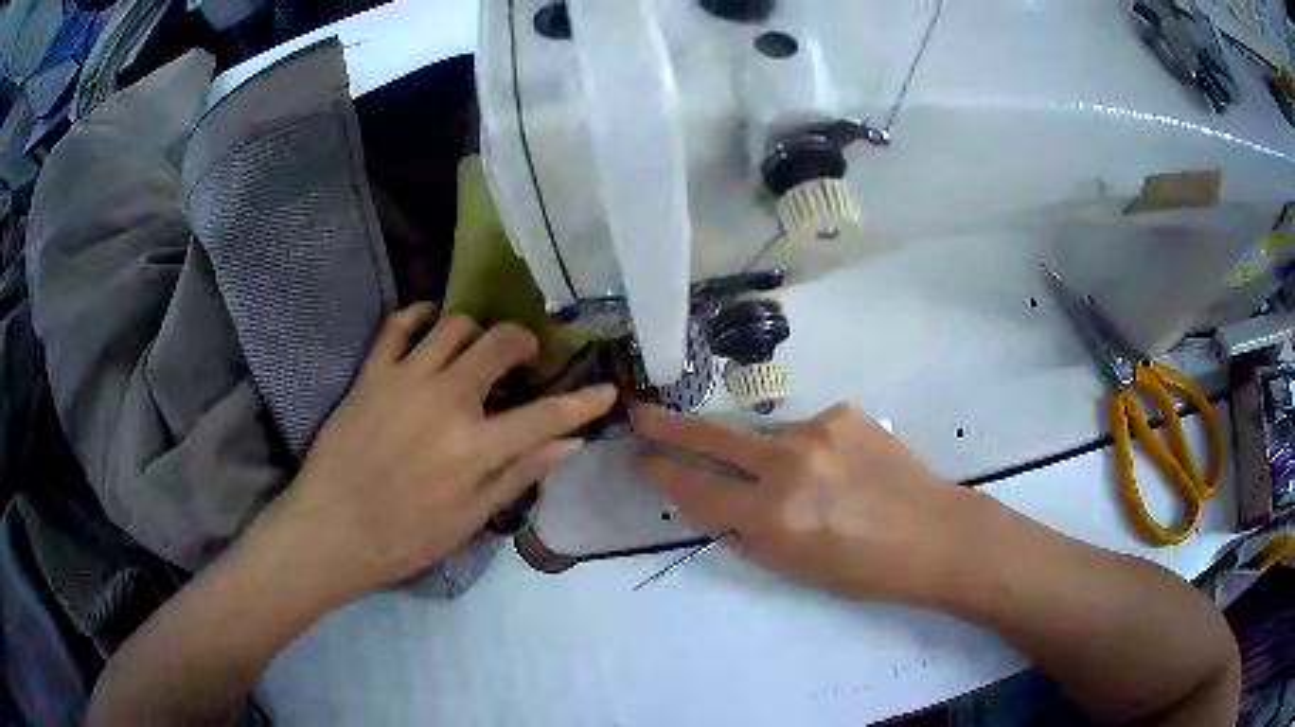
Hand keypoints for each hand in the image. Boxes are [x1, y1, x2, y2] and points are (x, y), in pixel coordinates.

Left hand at [271, 304, 615, 600]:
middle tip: (524, 364)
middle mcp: (445, 400)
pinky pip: (399, 323)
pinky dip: (422, 316)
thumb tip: (570, 445)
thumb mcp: (470, 520)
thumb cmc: (404, 538)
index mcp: (475, 447)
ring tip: (476, 355)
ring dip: (477, 333)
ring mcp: (404, 379)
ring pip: (455, 324)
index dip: (584, 402)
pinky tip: (432, 328)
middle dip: (525, 345)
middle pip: (501, 343)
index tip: (606, 390)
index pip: (546, 415)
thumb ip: (519, 475)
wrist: (331, 530)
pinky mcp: (371, 373)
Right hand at [636, 404, 973, 602]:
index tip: (644, 459)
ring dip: (761, 453)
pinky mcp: (843, 413)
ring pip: (764, 434)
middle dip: (669, 427)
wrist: (934, 533)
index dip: (666, 474)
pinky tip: (838, 470)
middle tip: (640, 414)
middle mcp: (789, 465)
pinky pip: (806, 430)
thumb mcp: (794, 568)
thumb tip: (714, 506)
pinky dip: (807, 449)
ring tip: (797, 481)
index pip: (698, 490)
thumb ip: (747, 534)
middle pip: (713, 437)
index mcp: (774, 517)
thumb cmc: (864, 569)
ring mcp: (818, 430)